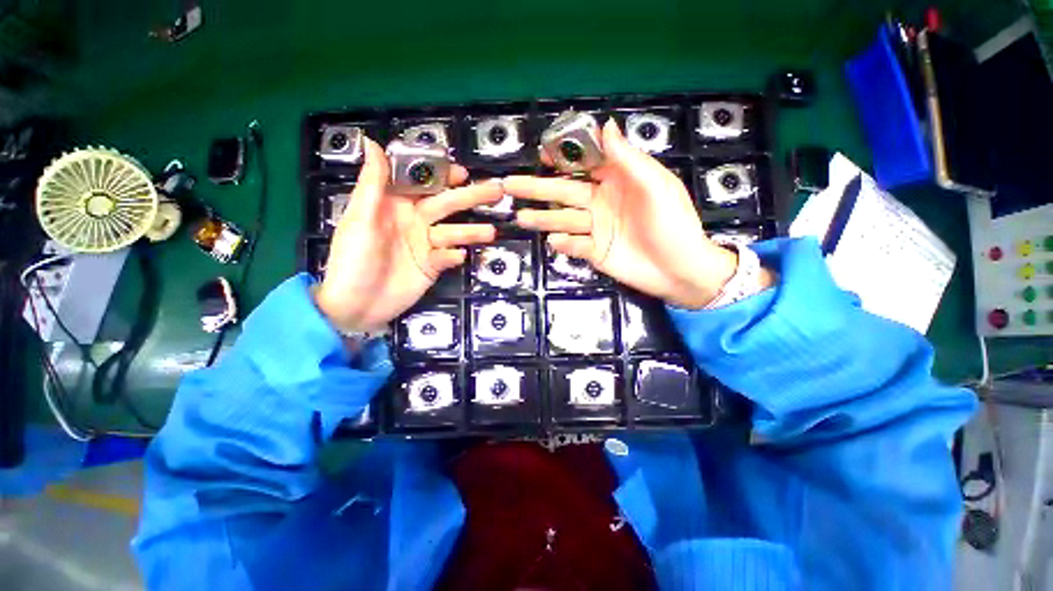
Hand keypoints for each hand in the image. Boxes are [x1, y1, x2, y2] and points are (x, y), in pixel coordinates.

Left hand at [315, 138, 501, 332]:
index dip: (442, 175)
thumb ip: (372, 185)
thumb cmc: (353, 259)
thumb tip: (372, 143)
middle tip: (496, 191)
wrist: (357, 305)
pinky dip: (455, 256)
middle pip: (446, 205)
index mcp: (395, 206)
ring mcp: (425, 245)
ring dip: (471, 231)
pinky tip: (461, 256)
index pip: (423, 184)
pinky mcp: (432, 266)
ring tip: (490, 232)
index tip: (462, 173)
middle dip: (470, 198)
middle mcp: (415, 222)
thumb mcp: (361, 220)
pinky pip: (448, 257)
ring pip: (453, 232)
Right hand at [503, 120, 746, 308]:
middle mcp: (601, 202)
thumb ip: (629, 159)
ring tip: (521, 217)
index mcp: (617, 181)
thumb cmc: (673, 224)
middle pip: (564, 192)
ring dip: (543, 218)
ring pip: (563, 219)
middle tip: (510, 185)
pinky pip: (574, 245)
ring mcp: (596, 229)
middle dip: (538, 188)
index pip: (584, 164)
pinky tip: (554, 241)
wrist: (680, 270)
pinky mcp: (594, 252)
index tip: (542, 154)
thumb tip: (605, 125)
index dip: (563, 157)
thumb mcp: (657, 186)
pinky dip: (564, 244)